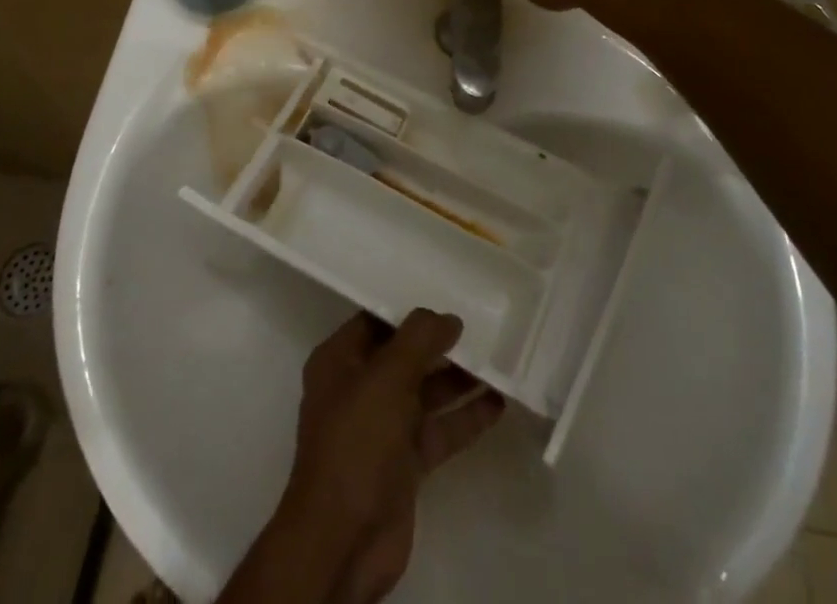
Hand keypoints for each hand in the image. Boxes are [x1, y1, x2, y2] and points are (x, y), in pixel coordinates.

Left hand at [281, 311, 503, 599]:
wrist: (344, 542)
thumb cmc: (357, 442)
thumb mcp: (387, 377)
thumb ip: (419, 339)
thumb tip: (448, 317)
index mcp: (339, 361)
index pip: (376, 320)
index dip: (409, 308)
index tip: (446, 294)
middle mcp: (359, 389)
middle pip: (404, 356)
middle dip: (440, 343)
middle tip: (481, 326)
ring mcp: (382, 429)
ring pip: (425, 393)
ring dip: (458, 380)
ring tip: (497, 360)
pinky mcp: (404, 465)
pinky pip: (438, 431)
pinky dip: (464, 418)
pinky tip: (497, 403)